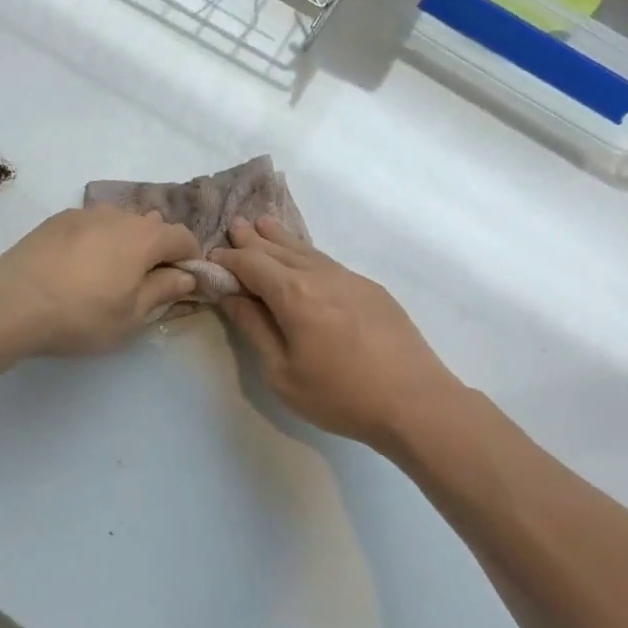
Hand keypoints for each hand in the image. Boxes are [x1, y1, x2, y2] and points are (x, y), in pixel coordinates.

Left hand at [0, 207, 200, 355]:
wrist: (13, 301)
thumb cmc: (81, 315)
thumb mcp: (131, 316)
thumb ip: (162, 291)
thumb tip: (186, 276)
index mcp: (144, 237)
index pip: (182, 237)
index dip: (189, 258)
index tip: (183, 282)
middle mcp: (118, 215)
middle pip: (151, 226)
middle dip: (157, 250)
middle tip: (144, 283)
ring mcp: (84, 213)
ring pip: (118, 222)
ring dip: (125, 242)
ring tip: (110, 273)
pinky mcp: (57, 219)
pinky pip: (91, 225)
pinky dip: (96, 240)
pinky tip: (79, 266)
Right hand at [212, 217, 462, 448]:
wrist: (416, 403)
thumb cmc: (340, 395)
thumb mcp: (281, 372)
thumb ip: (254, 328)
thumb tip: (230, 295)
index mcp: (293, 293)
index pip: (251, 263)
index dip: (228, 259)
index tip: (211, 257)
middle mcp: (320, 275)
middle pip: (278, 249)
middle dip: (253, 239)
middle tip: (235, 224)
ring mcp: (350, 279)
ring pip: (306, 251)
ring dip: (281, 239)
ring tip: (264, 224)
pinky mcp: (371, 289)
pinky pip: (327, 262)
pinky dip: (306, 253)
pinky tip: (304, 257)